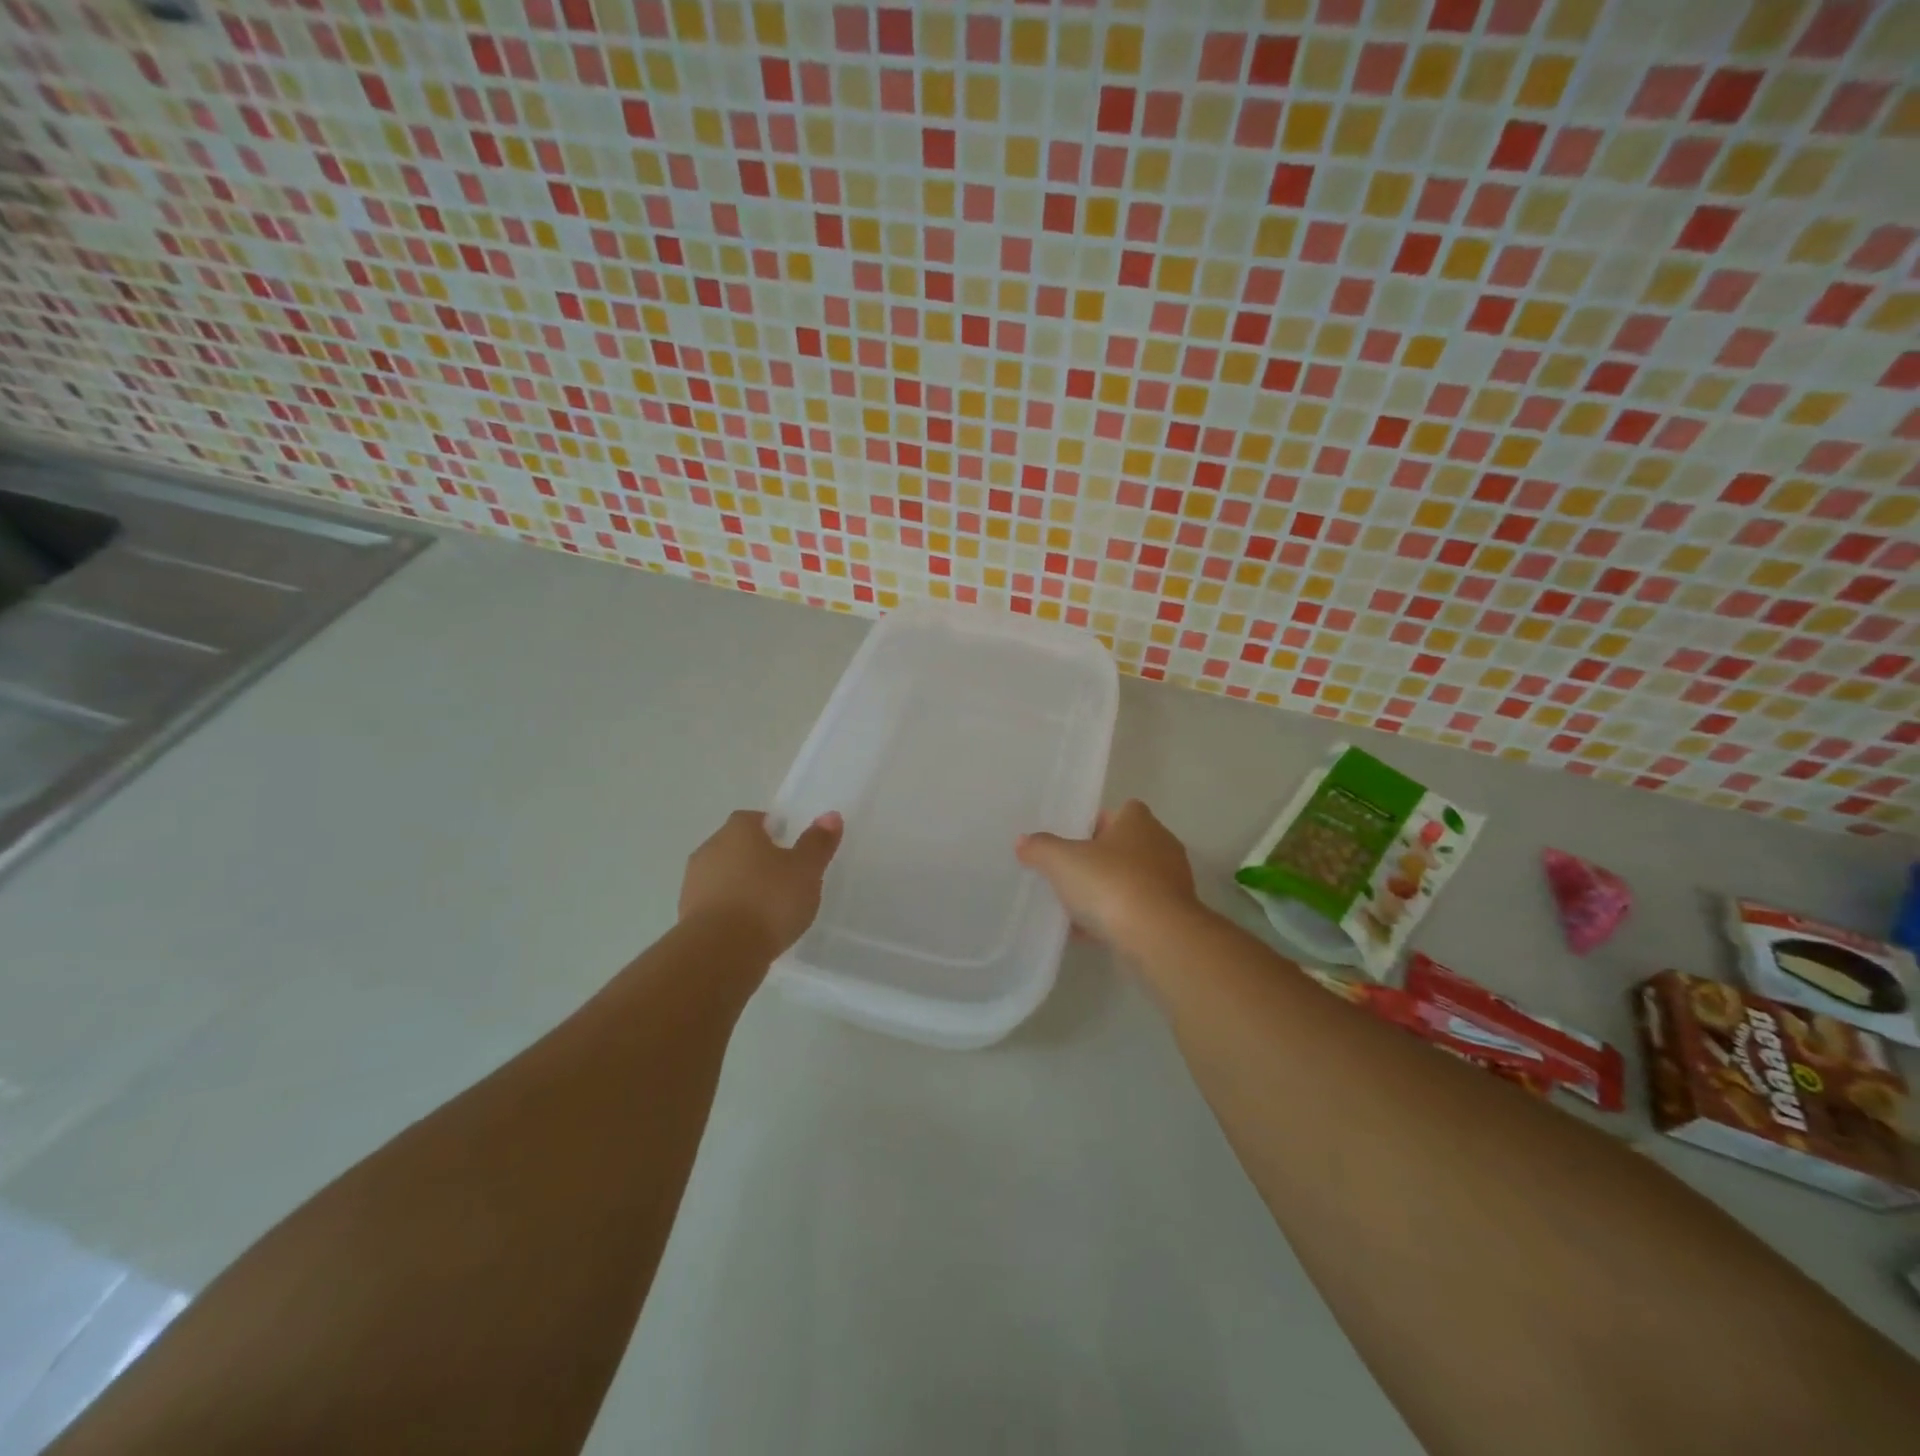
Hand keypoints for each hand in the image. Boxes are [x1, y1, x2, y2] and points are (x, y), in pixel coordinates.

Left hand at [679, 809, 843, 957]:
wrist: (720, 952)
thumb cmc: (768, 900)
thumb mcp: (806, 870)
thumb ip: (818, 843)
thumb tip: (831, 816)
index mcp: (737, 830)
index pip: (755, 819)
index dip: (774, 831)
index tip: (791, 849)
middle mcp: (710, 849)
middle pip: (737, 847)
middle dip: (757, 859)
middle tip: (784, 878)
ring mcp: (693, 883)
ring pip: (724, 876)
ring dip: (742, 887)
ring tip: (768, 909)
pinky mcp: (687, 916)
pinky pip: (715, 905)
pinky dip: (731, 911)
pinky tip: (749, 930)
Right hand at [1016, 800, 1198, 949]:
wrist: (1157, 936)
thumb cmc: (1111, 884)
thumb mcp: (1062, 861)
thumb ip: (1041, 848)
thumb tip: (1023, 841)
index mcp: (1139, 822)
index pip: (1122, 811)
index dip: (1098, 822)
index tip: (1074, 839)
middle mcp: (1161, 846)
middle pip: (1125, 846)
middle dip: (1100, 859)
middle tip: (1069, 871)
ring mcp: (1170, 883)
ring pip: (1131, 880)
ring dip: (1107, 891)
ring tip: (1074, 906)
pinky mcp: (1172, 916)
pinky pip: (1137, 911)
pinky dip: (1116, 918)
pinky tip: (1088, 933)